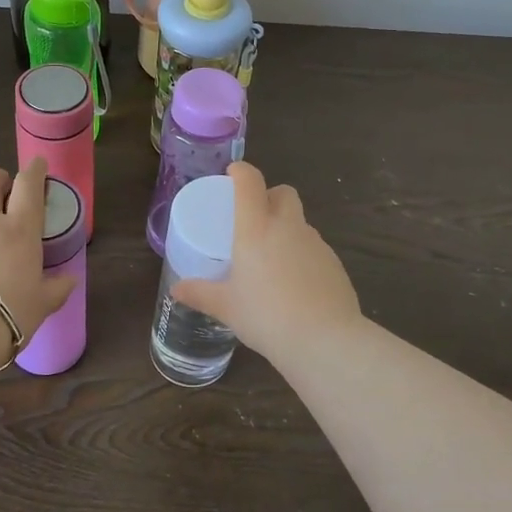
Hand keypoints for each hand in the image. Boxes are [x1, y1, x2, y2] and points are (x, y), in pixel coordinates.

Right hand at [172, 162, 362, 359]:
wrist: (324, 340)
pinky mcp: (335, 263)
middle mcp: (288, 227)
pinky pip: (314, 248)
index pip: (250, 182)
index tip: (232, 174)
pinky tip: (294, 283)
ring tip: (271, 259)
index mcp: (256, 229)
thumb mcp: (226, 307)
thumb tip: (176, 290)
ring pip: (300, 222)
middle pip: (283, 193)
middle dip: (269, 196)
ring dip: (286, 228)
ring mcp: (316, 244)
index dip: (241, 171)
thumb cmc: (266, 316)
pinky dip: (302, 255)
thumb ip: (200, 294)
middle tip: (253, 219)